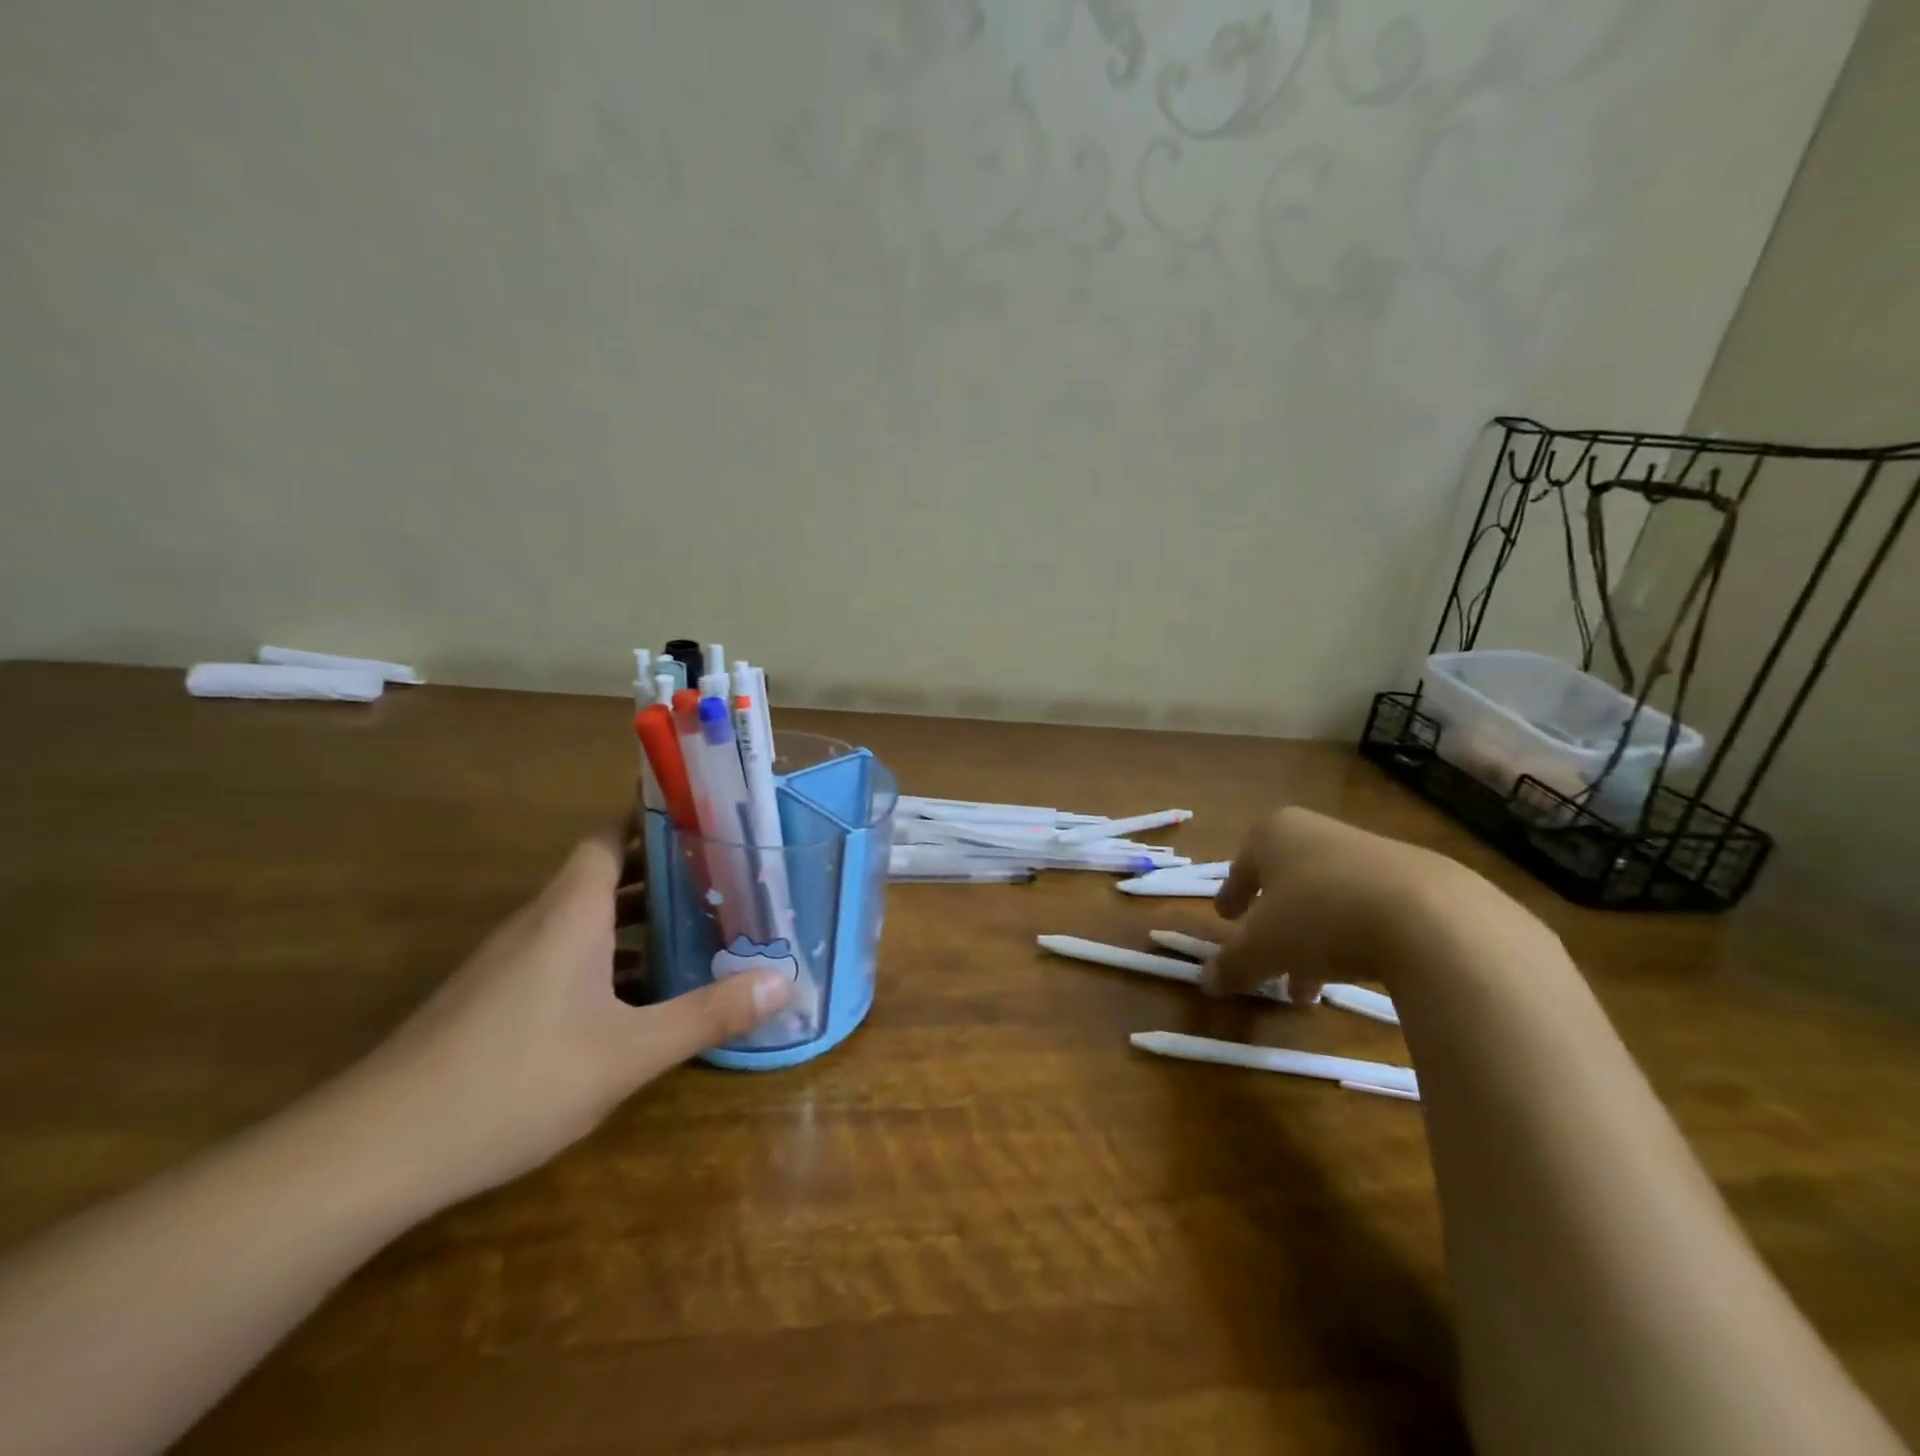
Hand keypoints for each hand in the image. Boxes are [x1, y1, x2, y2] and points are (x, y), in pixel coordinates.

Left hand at [344, 837, 792, 1202]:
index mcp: (572, 911)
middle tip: (724, 878)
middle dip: (663, 872)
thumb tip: (786, 981)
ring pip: (586, 918)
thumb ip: (709, 1013)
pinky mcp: (496, 999)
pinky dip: (608, 957)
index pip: (611, 836)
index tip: (705, 818)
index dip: (654, 820)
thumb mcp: (629, 1051)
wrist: (373, 1153)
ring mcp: (512, 962)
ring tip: (698, 929)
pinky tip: (639, 996)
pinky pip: (565, 955)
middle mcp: (540, 922)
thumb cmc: (515, 1080)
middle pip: (606, 874)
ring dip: (638, 918)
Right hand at [1203, 806, 1467, 1005]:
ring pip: (1329, 900)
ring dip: (1314, 943)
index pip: (1243, 862)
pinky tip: (1360, 972)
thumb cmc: (1320, 917)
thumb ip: (1232, 964)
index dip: (1232, 893)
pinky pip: (1372, 909)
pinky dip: (1357, 939)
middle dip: (1276, 929)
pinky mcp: (1420, 879)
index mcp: (1275, 833)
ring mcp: (1373, 852)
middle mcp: (1320, 833)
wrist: (1432, 919)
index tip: (1226, 917)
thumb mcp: (1263, 947)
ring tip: (1313, 991)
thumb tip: (1206, 981)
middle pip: (1287, 884)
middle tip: (1268, 964)